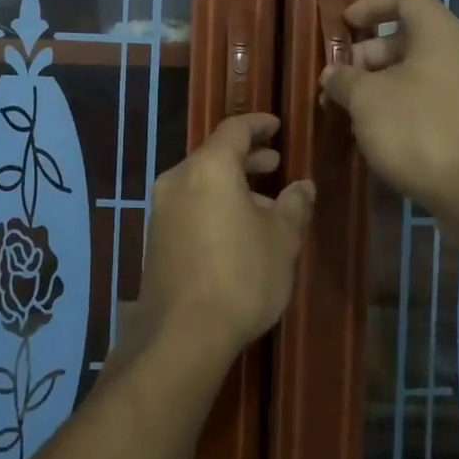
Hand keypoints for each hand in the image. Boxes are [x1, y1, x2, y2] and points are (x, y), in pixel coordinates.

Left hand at [132, 113, 314, 364]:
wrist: (184, 333)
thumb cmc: (242, 276)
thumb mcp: (282, 239)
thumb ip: (293, 205)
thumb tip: (303, 186)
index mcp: (209, 168)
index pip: (234, 130)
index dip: (258, 125)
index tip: (277, 126)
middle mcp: (178, 180)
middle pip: (215, 156)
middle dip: (247, 158)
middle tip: (276, 165)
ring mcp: (161, 210)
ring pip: (201, 183)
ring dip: (232, 186)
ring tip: (264, 205)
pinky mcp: (155, 238)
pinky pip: (189, 206)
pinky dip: (214, 205)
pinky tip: (236, 230)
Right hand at [320, 0, 458, 220]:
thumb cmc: (418, 129)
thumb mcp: (366, 99)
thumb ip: (344, 80)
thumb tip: (334, 76)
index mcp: (439, 33)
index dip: (372, 4)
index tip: (345, 26)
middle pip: (409, 37)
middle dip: (368, 54)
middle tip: (341, 80)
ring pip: (417, 73)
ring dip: (381, 84)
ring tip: (351, 110)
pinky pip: (430, 100)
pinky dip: (401, 106)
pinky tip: (379, 134)